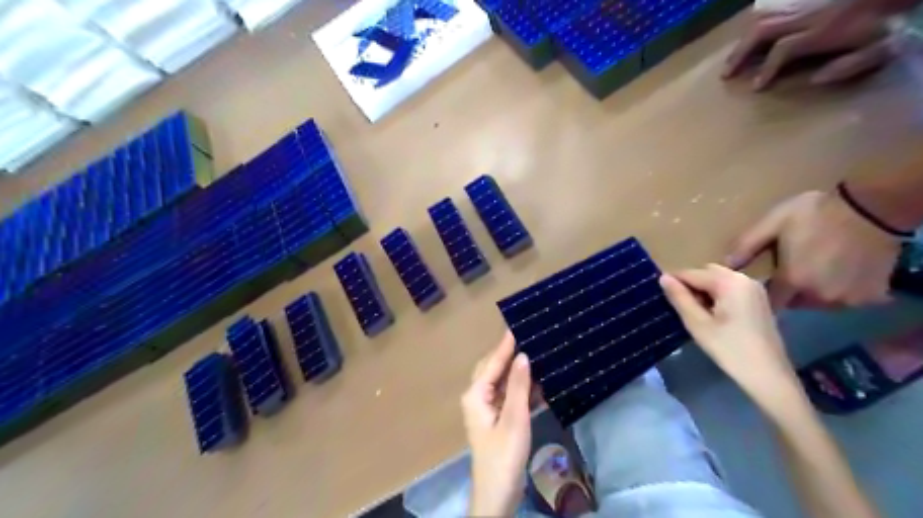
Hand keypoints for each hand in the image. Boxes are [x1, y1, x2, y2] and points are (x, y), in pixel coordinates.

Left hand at [462, 333, 534, 515]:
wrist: (498, 494)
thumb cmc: (503, 455)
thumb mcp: (514, 418)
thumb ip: (517, 386)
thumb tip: (523, 356)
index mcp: (476, 394)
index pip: (493, 362)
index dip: (506, 344)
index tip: (518, 325)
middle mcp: (478, 397)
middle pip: (494, 368)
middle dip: (510, 353)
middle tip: (528, 335)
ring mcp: (487, 408)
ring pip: (502, 381)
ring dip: (517, 370)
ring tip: (536, 352)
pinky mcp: (498, 419)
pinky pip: (509, 395)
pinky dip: (522, 388)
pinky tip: (539, 381)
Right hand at [660, 265, 796, 402]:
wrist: (768, 375)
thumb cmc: (729, 349)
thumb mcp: (697, 323)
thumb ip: (679, 298)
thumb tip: (663, 278)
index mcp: (729, 281)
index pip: (692, 273)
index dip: (674, 283)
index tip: (661, 297)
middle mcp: (744, 278)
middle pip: (706, 272)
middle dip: (690, 285)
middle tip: (680, 307)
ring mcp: (754, 289)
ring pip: (718, 280)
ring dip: (703, 290)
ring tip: (695, 313)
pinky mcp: (758, 300)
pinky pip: (730, 288)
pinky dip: (717, 295)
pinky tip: (713, 316)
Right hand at [721, 3, 893, 88]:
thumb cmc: (895, 20)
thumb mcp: (885, 46)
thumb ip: (850, 65)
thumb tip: (813, 81)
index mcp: (823, 31)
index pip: (783, 50)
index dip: (766, 70)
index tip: (757, 87)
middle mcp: (807, 17)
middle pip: (763, 31)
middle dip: (740, 54)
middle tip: (725, 75)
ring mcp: (805, 7)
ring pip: (763, 20)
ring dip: (743, 42)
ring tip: (730, 61)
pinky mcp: (806, 2)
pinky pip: (772, 11)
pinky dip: (755, 26)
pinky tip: (749, 39)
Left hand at [725, 192, 898, 306]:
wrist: (873, 206)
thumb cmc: (815, 213)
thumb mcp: (772, 224)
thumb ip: (746, 246)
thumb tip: (723, 266)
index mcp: (793, 281)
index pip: (770, 302)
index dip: (765, 294)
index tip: (764, 283)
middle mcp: (819, 297)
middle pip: (795, 303)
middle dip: (789, 290)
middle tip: (792, 268)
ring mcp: (847, 299)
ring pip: (819, 303)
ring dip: (814, 291)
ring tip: (815, 268)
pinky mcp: (872, 296)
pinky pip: (846, 300)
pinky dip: (840, 290)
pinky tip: (838, 270)